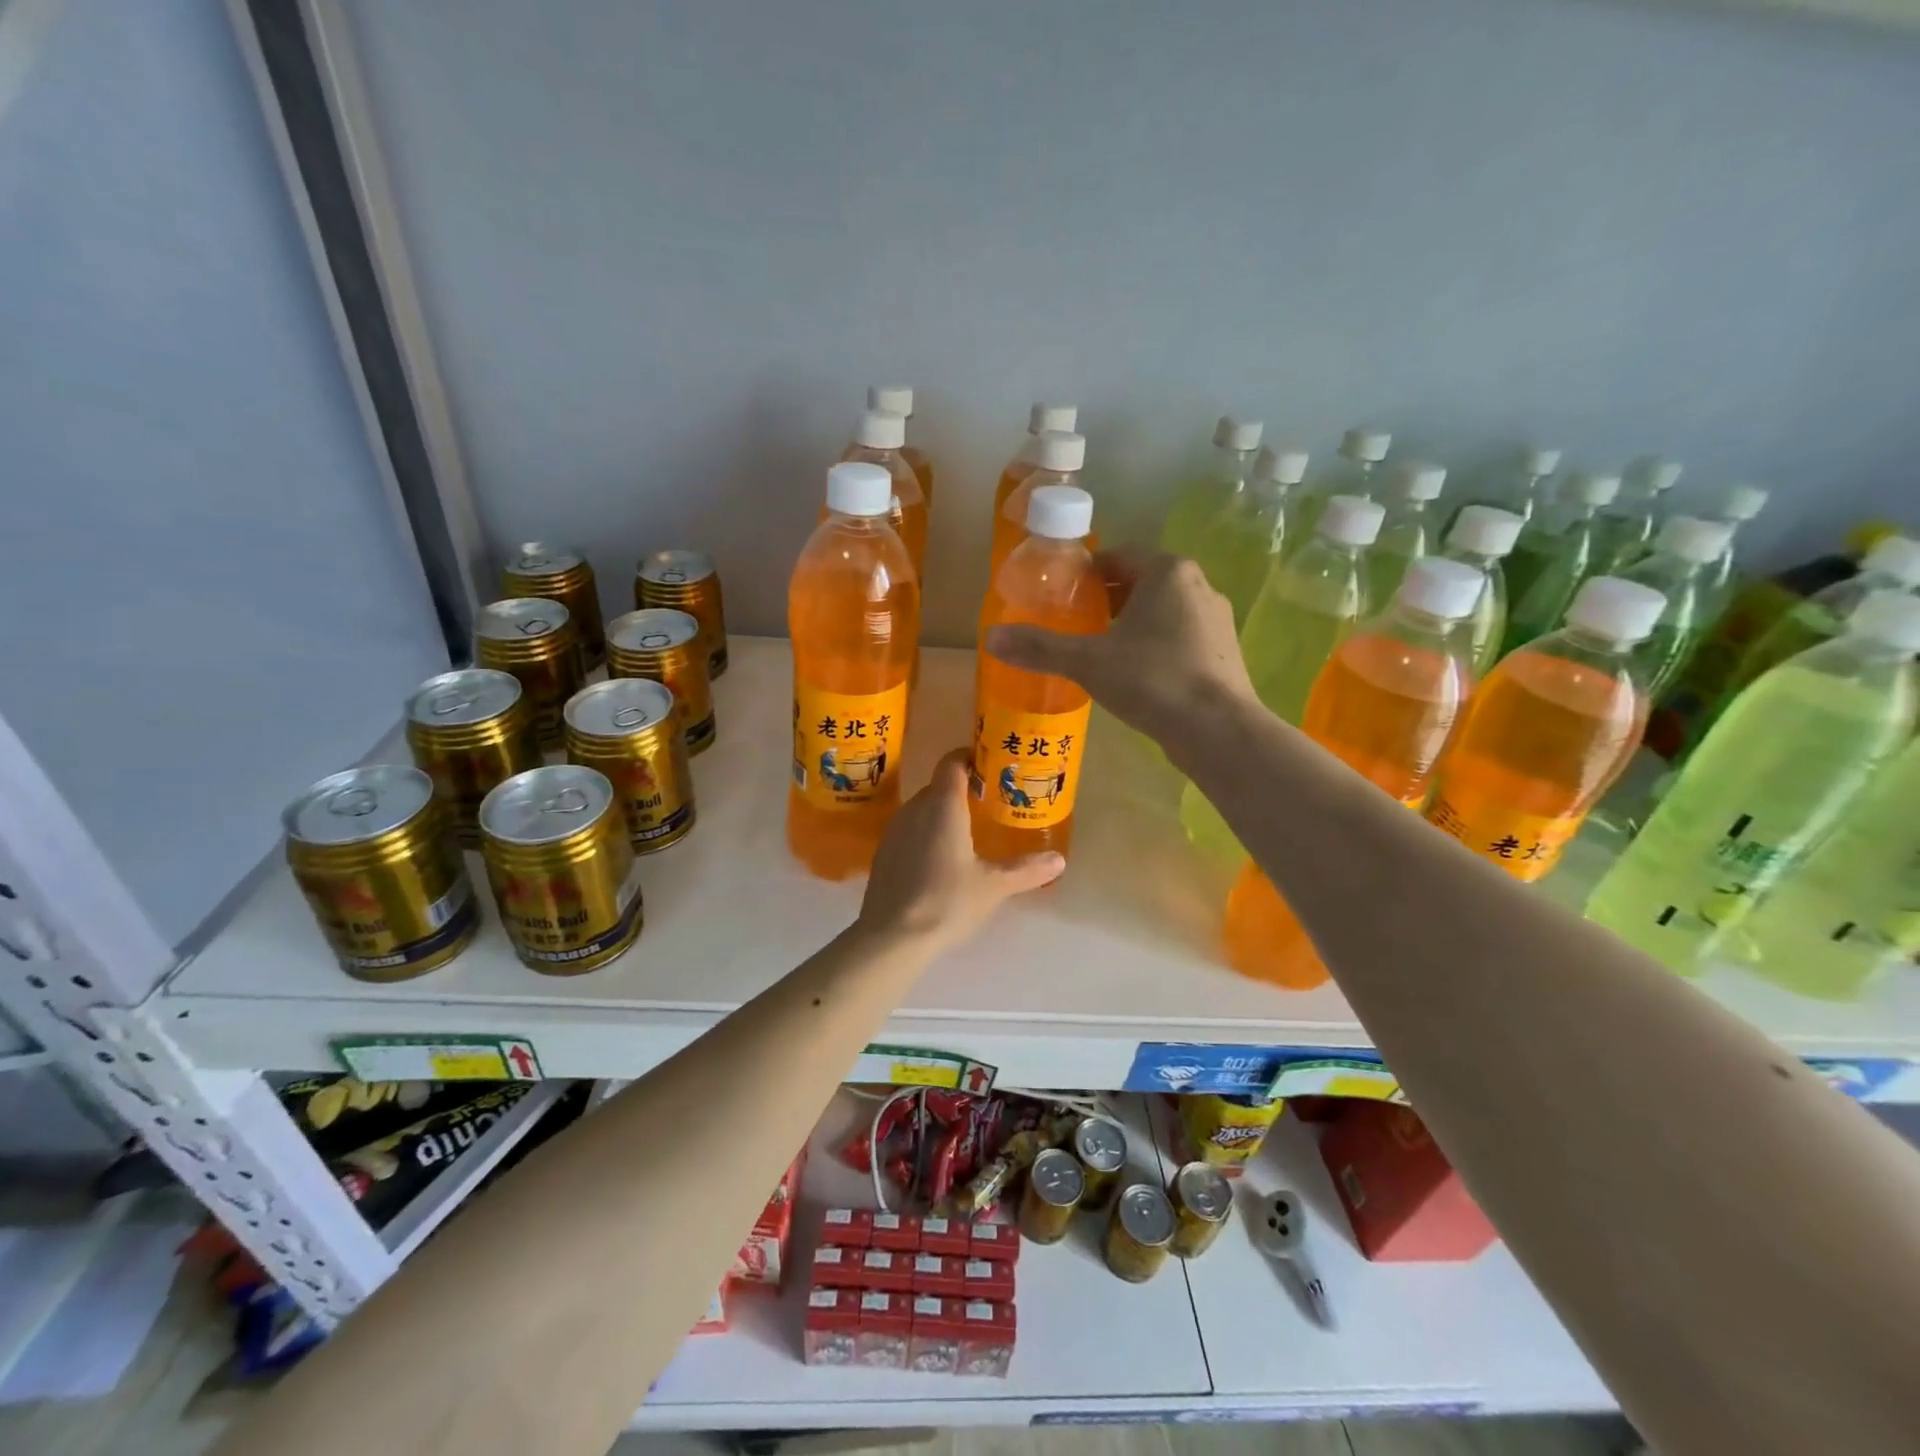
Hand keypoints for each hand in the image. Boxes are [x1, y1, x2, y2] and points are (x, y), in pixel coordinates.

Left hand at [857, 749, 1062, 952]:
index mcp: (943, 806)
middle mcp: (915, 809)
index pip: (952, 763)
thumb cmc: (947, 901)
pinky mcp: (883, 854)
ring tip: (967, 833)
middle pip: (939, 787)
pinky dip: (926, 835)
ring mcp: (894, 831)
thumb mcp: (994, 886)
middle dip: (962, 791)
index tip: (990, 767)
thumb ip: (1026, 870)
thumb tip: (1059, 861)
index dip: (970, 758)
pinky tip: (940, 861)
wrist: (891, 936)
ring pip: (922, 809)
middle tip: (988, 804)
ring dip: (942, 814)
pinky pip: (909, 831)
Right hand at [984, 549, 1255, 749]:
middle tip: (1077, 624)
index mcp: (1167, 572)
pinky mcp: (1223, 653)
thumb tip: (990, 638)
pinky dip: (1156, 646)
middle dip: (1109, 600)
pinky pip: (1180, 638)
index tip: (1064, 594)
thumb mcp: (1087, 662)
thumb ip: (1040, 648)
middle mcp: (1199, 586)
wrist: (1217, 730)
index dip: (1088, 573)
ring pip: (1163, 612)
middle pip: (1142, 583)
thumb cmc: (1151, 679)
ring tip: (1102, 651)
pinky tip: (1137, 676)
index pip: (1120, 557)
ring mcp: (1216, 621)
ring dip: (1133, 624)